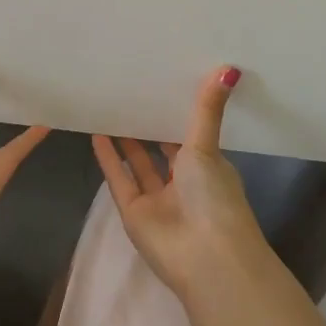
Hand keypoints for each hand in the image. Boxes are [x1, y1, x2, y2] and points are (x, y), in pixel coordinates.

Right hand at [93, 66, 269, 301]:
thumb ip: (207, 110)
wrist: (205, 257)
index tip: (162, 83)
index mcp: (208, 168)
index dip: (176, 113)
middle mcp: (183, 183)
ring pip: (139, 164)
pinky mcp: (134, 213)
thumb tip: (230, 67)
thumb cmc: (213, 197)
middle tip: (130, 90)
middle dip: (148, 125)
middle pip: (162, 150)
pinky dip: (108, 159)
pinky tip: (95, 133)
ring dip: (125, 140)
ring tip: (109, 107)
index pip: (190, 136)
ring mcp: (157, 200)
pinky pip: (119, 179)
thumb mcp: (208, 147)